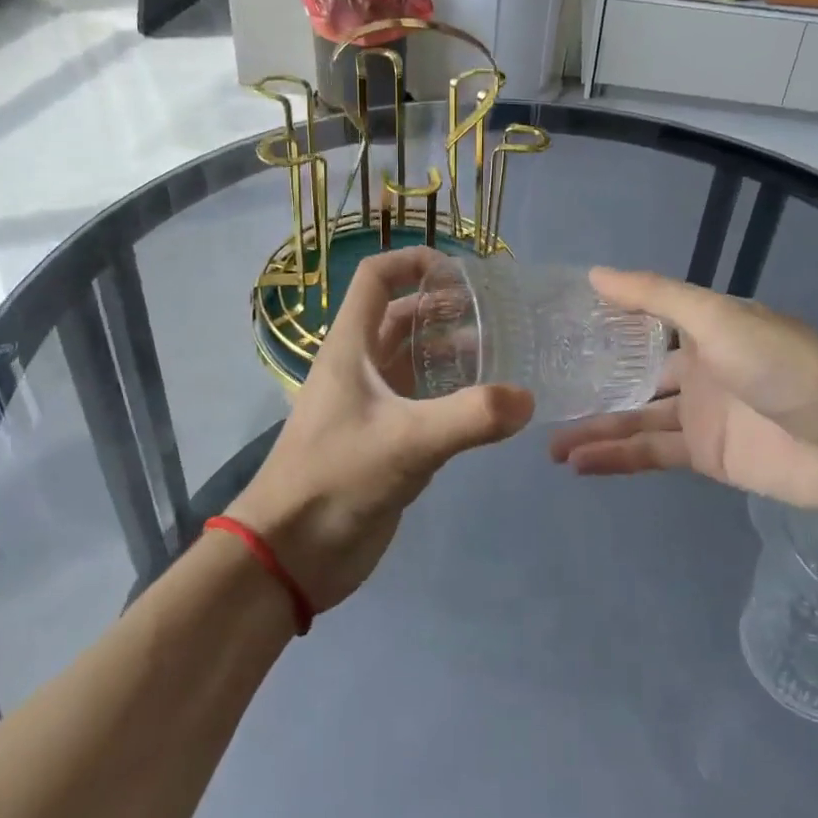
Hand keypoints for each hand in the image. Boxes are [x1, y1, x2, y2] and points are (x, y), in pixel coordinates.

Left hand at [230, 248, 534, 611]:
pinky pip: (421, 400)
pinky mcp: (383, 439)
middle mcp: (360, 367)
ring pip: (412, 359)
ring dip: (449, 349)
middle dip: (443, 307)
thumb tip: (526, 398)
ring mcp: (371, 404)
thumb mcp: (405, 442)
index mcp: (350, 347)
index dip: (413, 262)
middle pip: (400, 316)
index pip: (376, 278)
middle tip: (494, 314)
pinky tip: (484, 404)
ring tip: (498, 353)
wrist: (290, 555)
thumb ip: (470, 417)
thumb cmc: (335, 480)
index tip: (460, 272)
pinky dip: (450, 391)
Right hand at [548, 268, 817, 515]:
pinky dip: (616, 458)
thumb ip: (656, 297)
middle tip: (538, 392)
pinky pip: (651, 453)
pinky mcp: (705, 456)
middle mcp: (696, 367)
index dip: (600, 325)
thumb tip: (594, 274)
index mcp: (701, 327)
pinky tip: (579, 464)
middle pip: (631, 374)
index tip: (552, 329)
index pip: (640, 321)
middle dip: (589, 383)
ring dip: (594, 428)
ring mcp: (699, 414)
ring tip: (547, 442)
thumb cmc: (785, 365)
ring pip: (634, 418)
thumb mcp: (718, 318)